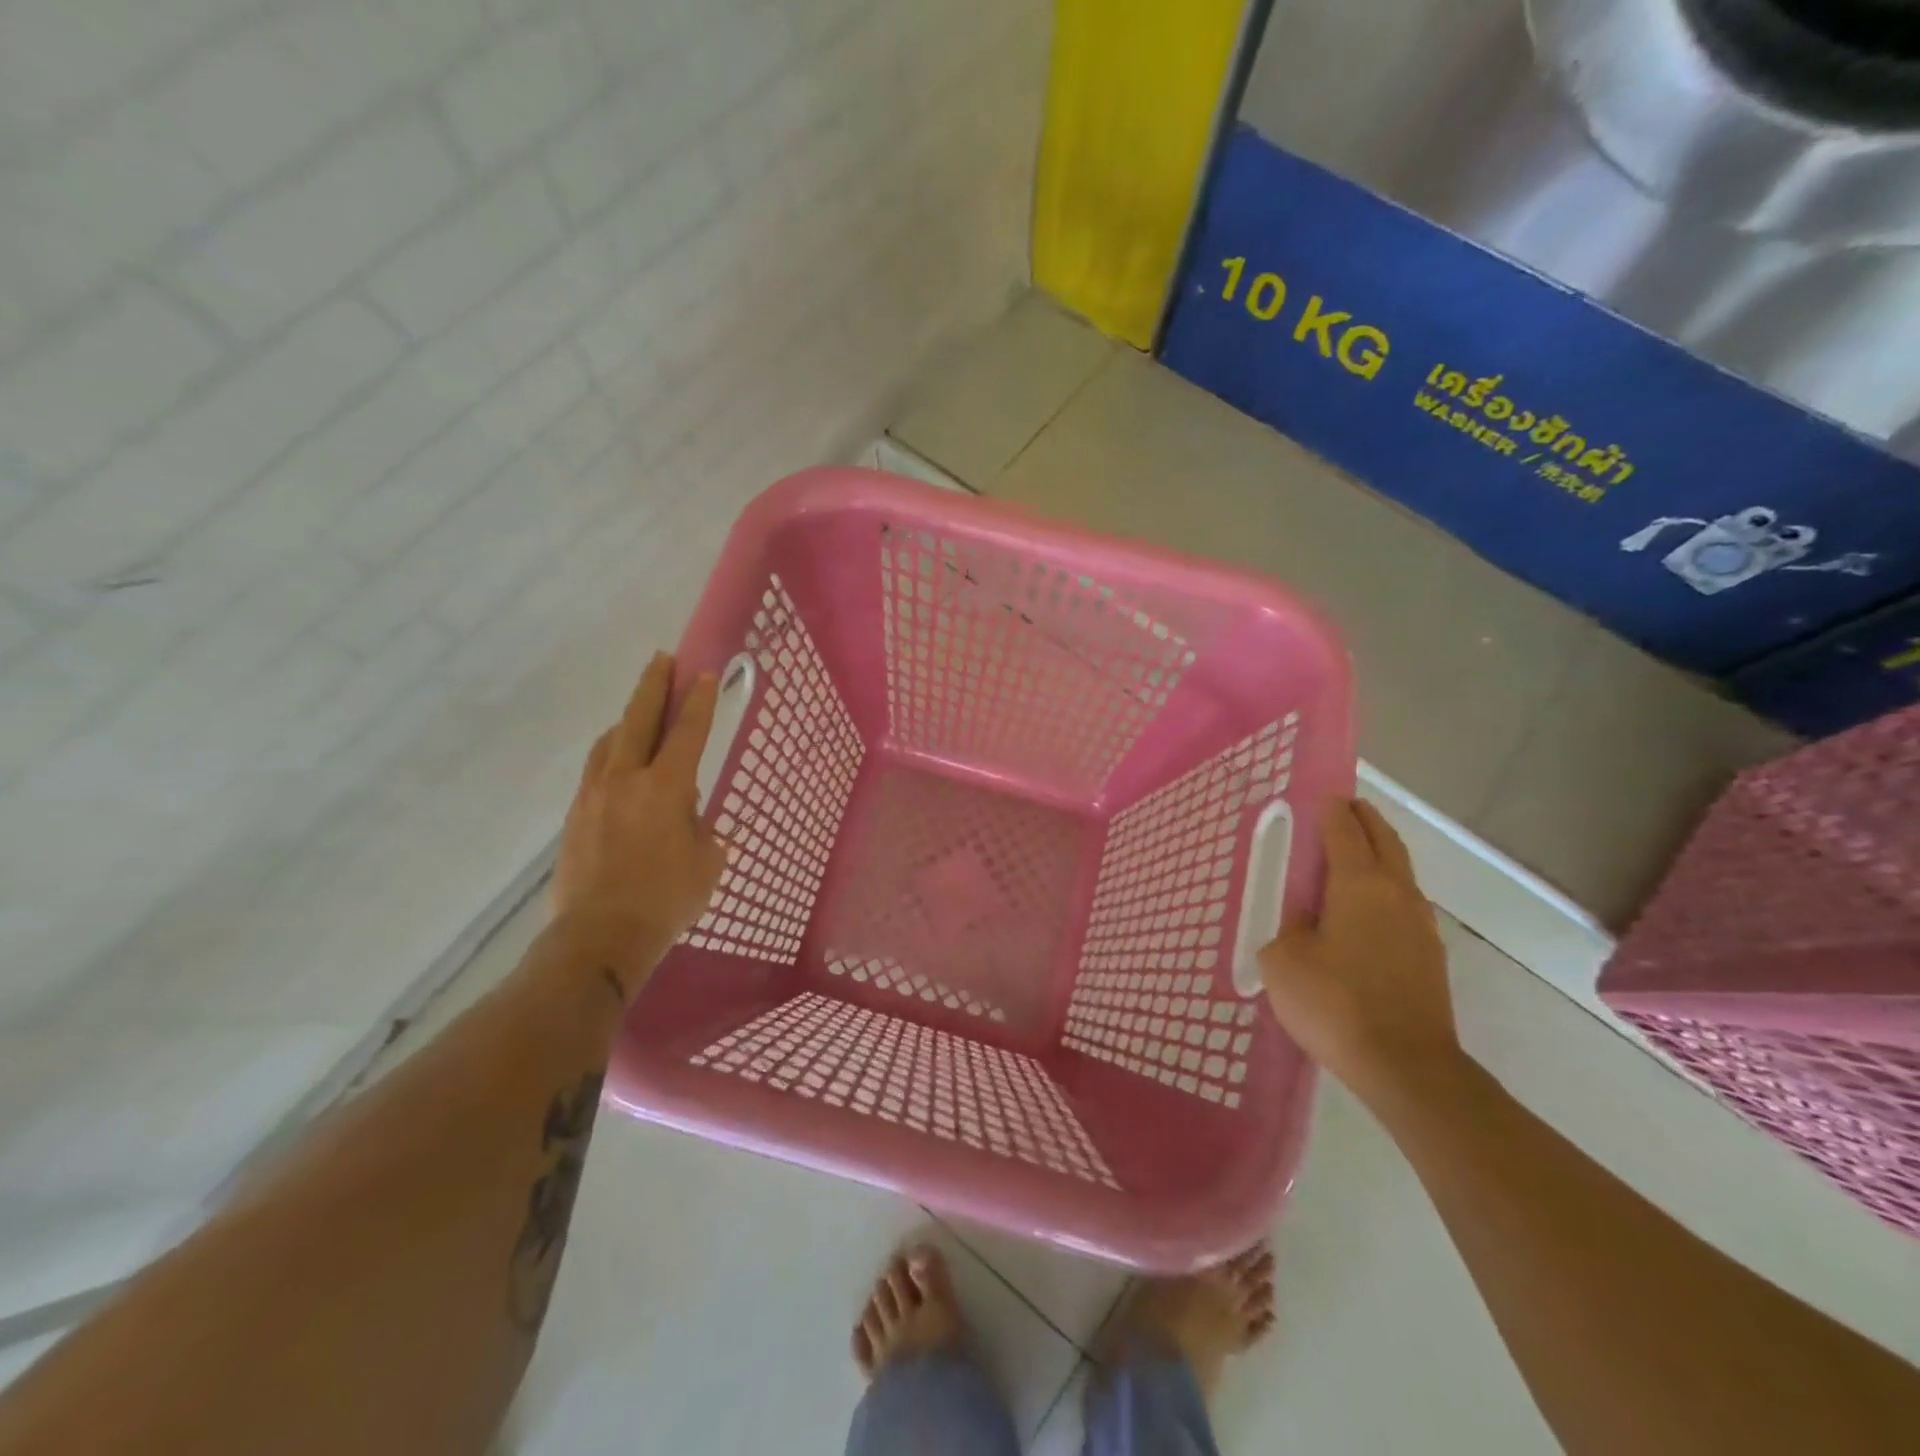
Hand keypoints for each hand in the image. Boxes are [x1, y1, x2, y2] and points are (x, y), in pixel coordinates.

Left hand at [552, 653, 726, 997]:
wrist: (599, 937)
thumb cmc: (666, 900)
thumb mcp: (707, 863)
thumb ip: (703, 831)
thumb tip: (691, 820)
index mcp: (666, 788)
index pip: (688, 732)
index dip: (699, 701)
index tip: (705, 673)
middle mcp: (626, 780)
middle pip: (638, 720)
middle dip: (653, 686)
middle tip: (662, 660)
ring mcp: (594, 796)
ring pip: (609, 742)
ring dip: (627, 719)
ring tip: (639, 711)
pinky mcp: (575, 816)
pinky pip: (595, 770)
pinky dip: (610, 753)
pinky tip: (617, 762)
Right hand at [1257, 799, 1460, 1104]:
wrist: (1407, 1068)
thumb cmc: (1335, 1004)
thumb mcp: (1283, 961)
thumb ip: (1287, 928)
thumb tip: (1305, 922)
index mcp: (1358, 884)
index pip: (1344, 830)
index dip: (1330, 809)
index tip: (1320, 794)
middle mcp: (1396, 893)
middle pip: (1384, 840)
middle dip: (1364, 818)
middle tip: (1343, 808)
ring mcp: (1420, 924)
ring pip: (1400, 871)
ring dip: (1379, 852)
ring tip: (1352, 854)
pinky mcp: (1430, 955)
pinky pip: (1404, 903)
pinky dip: (1385, 887)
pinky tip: (1365, 909)